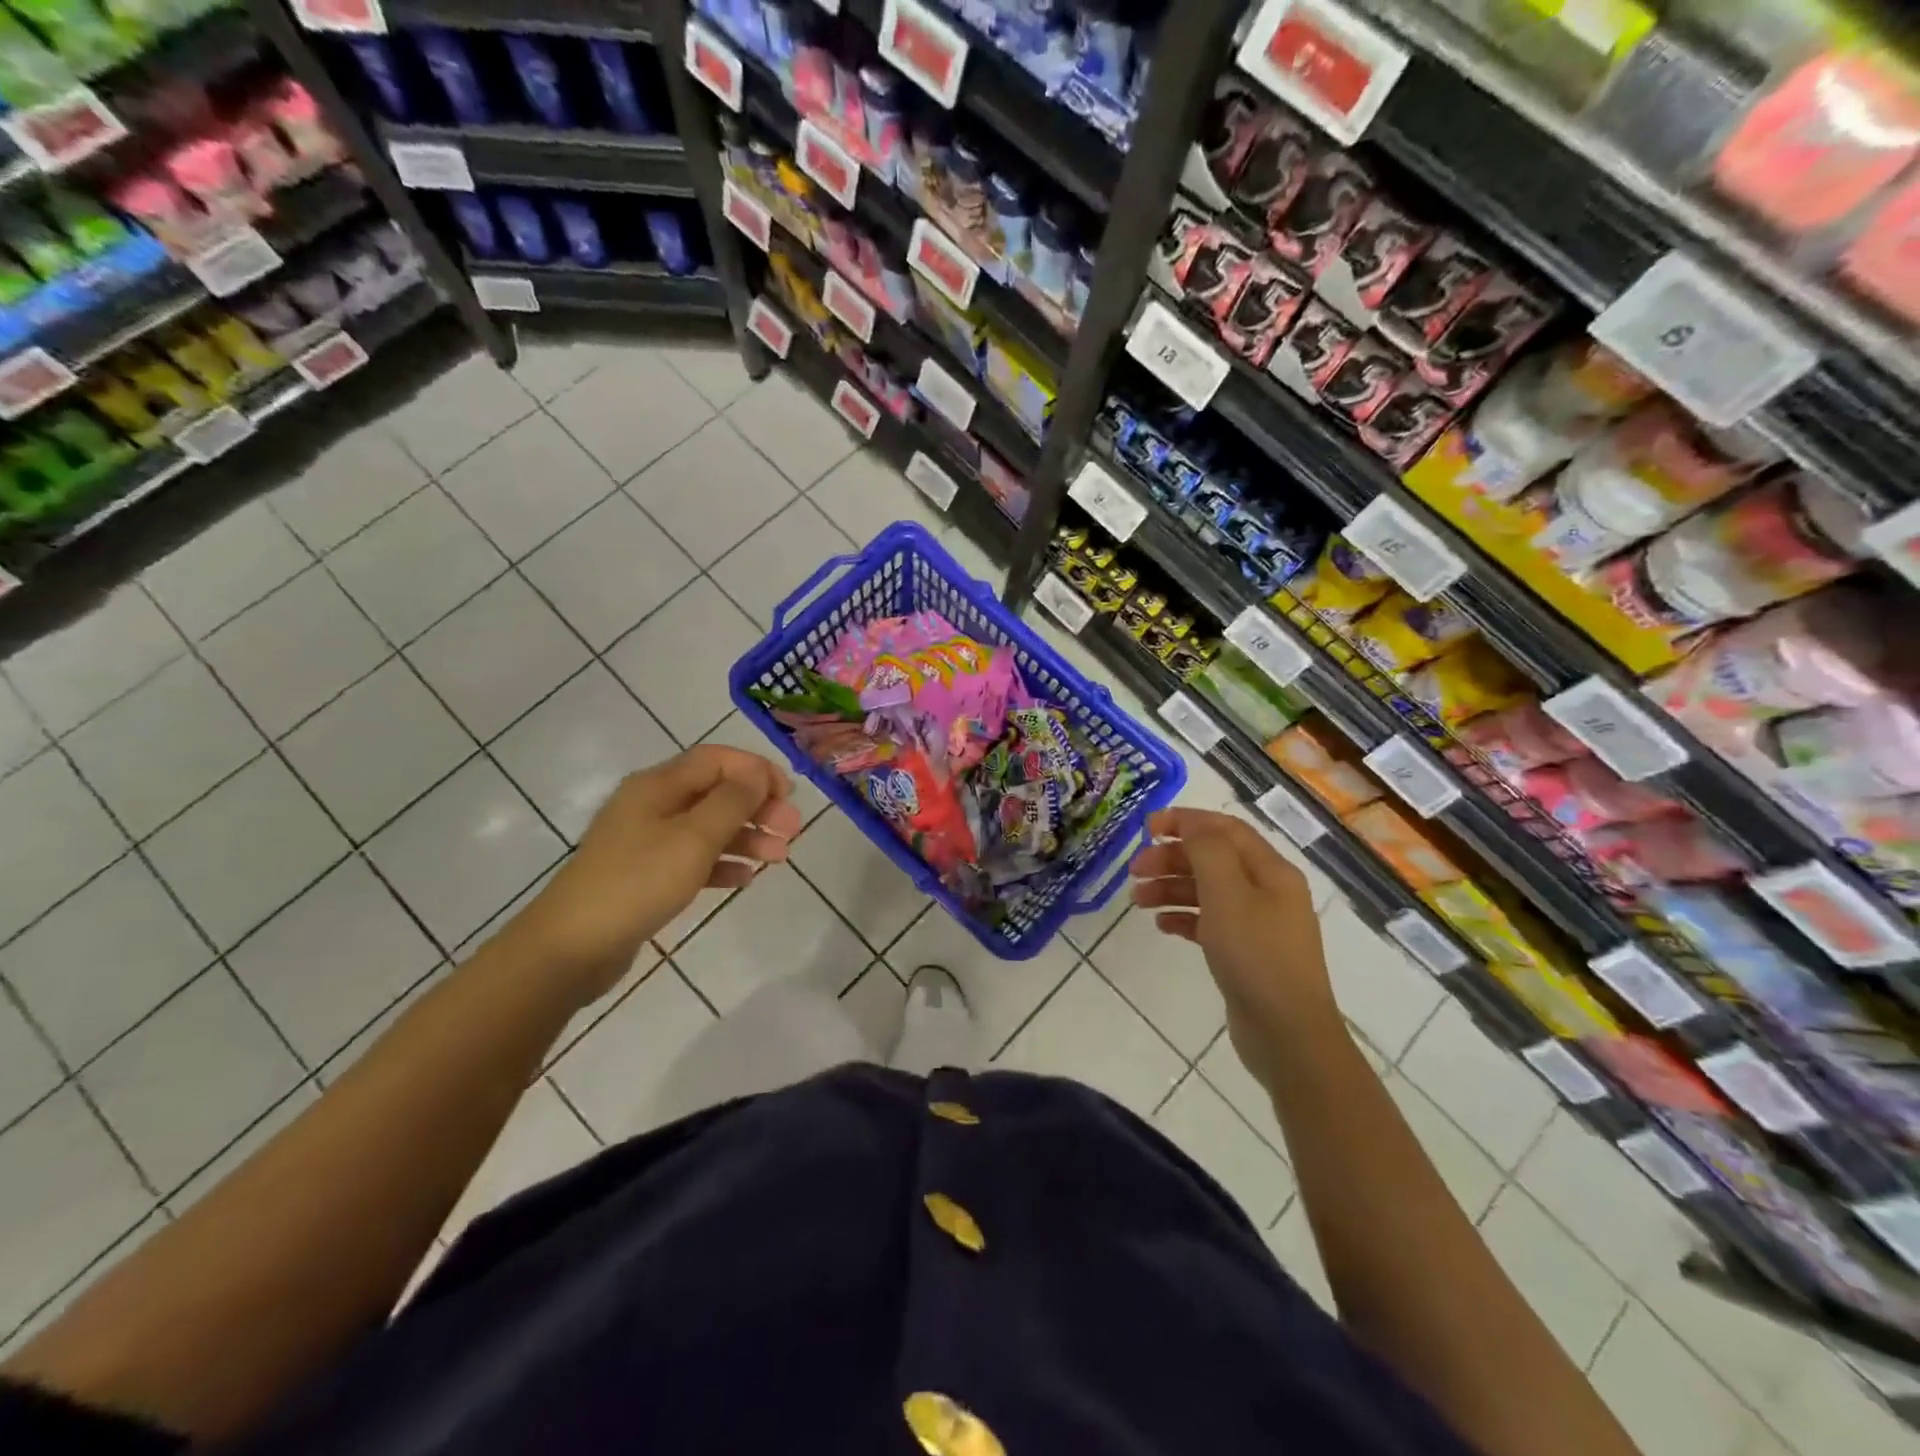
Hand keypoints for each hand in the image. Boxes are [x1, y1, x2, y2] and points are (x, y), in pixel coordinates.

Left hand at [512, 746, 802, 1001]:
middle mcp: (652, 805)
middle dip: (757, 807)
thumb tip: (758, 774)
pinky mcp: (645, 875)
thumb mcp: (693, 838)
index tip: (788, 795)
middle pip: (715, 793)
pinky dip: (722, 864)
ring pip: (708, 828)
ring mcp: (647, 841)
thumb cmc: (638, 882)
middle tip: (792, 830)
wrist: (571, 947)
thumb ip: (731, 802)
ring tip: (780, 858)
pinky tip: (744, 880)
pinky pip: (693, 859)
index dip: (756, 770)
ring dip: (747, 837)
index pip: (717, 759)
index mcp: (658, 785)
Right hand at [1130, 808, 1339, 1088]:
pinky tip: (1162, 926)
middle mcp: (1268, 891)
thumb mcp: (1228, 894)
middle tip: (1134, 870)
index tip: (1147, 828)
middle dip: (1172, 858)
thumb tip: (1191, 824)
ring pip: (1208, 891)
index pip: (1225, 829)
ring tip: (1138, 900)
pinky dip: (1184, 917)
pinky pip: (1209, 922)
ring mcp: (1258, 924)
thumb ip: (1208, 851)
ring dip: (1172, 888)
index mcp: (1271, 871)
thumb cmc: (1256, 956)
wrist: (1288, 1034)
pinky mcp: (1246, 953)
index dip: (1186, 821)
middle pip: (1213, 859)